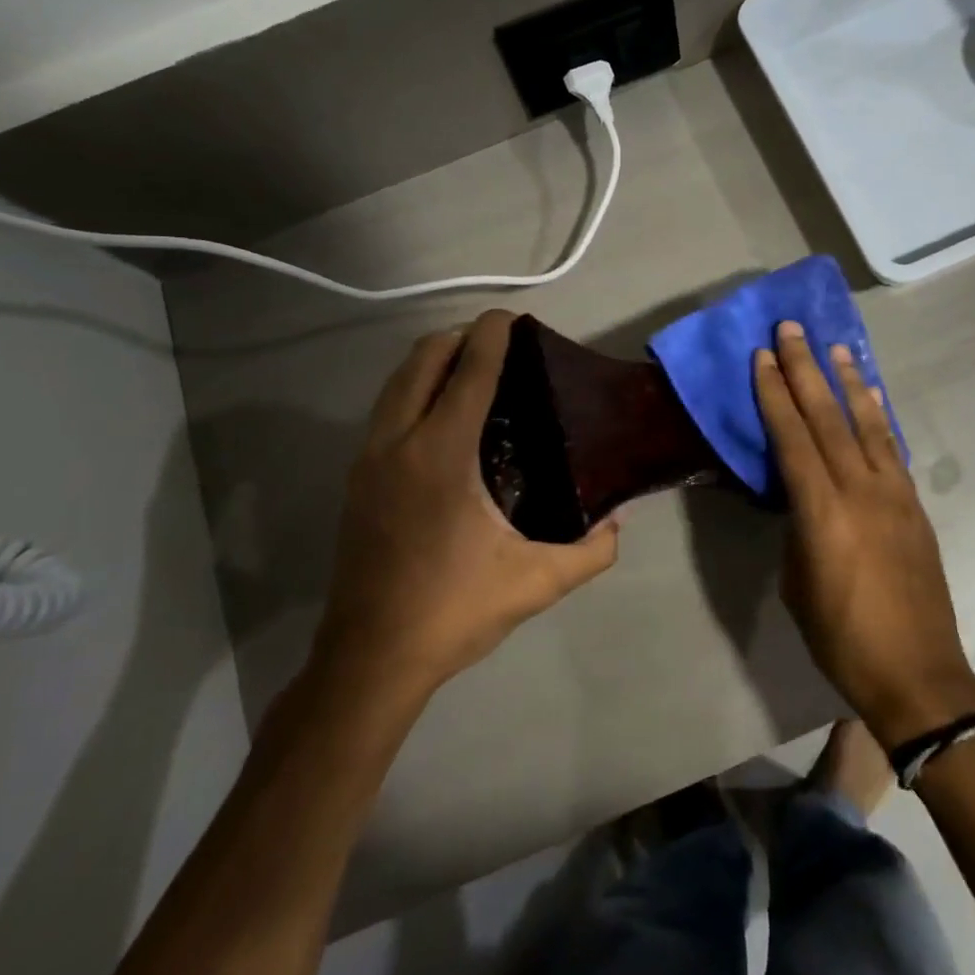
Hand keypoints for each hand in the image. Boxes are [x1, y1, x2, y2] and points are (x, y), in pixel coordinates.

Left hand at [311, 310, 618, 706]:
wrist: (370, 658)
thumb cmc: (453, 610)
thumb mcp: (536, 582)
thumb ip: (590, 550)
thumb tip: (617, 522)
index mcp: (440, 453)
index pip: (469, 370)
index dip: (493, 334)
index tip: (514, 317)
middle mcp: (398, 442)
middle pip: (422, 359)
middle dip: (460, 338)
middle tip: (500, 346)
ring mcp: (368, 459)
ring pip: (396, 382)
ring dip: (432, 362)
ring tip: (472, 372)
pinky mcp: (356, 480)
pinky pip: (386, 410)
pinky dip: (414, 391)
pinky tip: (442, 420)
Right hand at [755, 320, 974, 747]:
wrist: (917, 673)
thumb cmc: (841, 636)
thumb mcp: (797, 582)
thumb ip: (798, 527)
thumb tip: (801, 497)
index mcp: (822, 510)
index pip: (792, 435)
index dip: (775, 392)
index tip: (763, 356)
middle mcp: (860, 489)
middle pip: (828, 416)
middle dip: (806, 369)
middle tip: (793, 329)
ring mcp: (893, 494)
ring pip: (866, 423)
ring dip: (848, 382)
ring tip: (836, 348)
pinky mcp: (914, 506)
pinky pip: (892, 448)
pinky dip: (879, 416)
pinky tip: (872, 398)